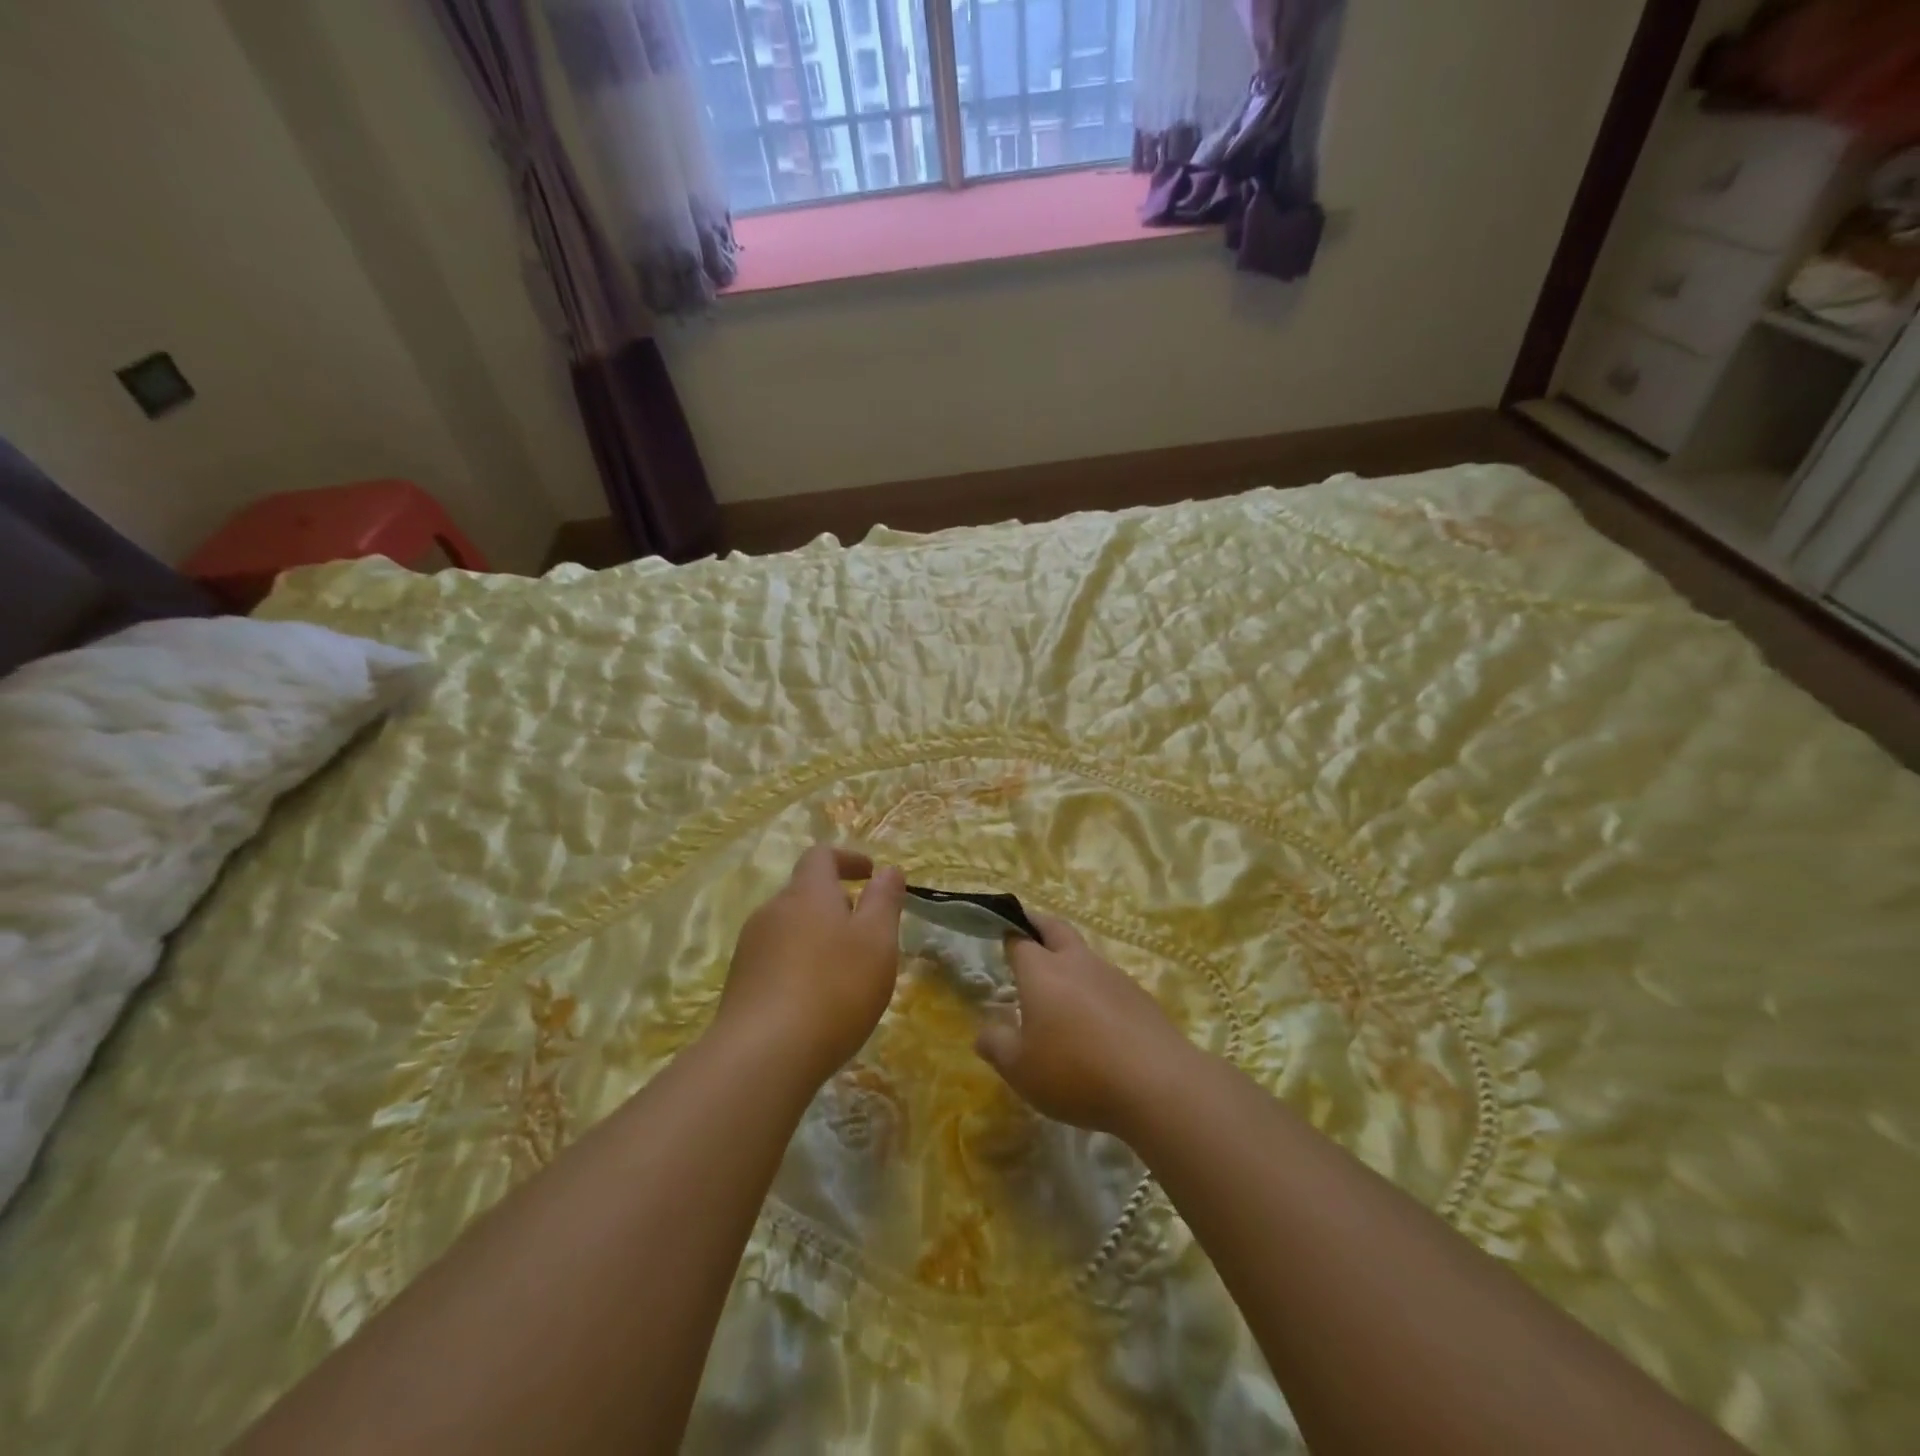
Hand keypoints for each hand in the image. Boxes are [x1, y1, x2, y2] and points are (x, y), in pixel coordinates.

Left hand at [717, 846, 906, 1090]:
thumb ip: (884, 901)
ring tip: (844, 973)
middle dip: (836, 904)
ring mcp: (750, 948)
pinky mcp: (739, 984)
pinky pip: (775, 960)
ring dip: (817, 938)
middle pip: (804, 893)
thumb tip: (888, 870)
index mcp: (807, 893)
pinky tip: (815, 1002)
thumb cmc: (834, 988)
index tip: (869, 874)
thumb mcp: (877, 941)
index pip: (821, 856)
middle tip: (866, 934)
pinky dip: (799, 966)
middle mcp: (772, 911)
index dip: (847, 859)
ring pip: (789, 928)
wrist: (762, 1056)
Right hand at [973, 914, 1188, 1136]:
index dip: (1009, 936)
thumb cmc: (1075, 1072)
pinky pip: (1109, 983)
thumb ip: (997, 1046)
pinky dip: (1096, 990)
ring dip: (1070, 961)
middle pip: (1056, 929)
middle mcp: (1077, 962)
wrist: (1156, 1083)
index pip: (1020, 940)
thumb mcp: (1020, 1069)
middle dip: (1039, 924)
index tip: (1002, 936)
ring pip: (1085, 955)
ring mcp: (1113, 976)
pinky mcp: (1140, 997)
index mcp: (1042, 971)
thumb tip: (984, 1032)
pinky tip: (1096, 1021)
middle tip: (1028, 929)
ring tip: (1061, 989)